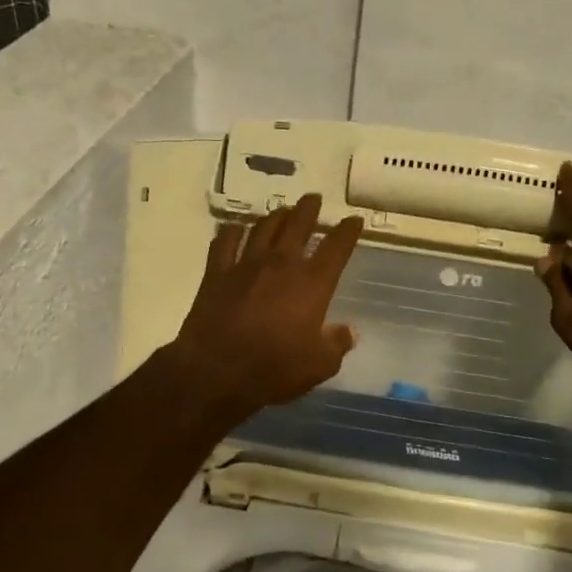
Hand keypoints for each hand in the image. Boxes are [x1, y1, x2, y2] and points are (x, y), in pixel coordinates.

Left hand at [168, 193, 363, 420]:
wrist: (216, 372)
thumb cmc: (274, 369)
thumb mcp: (320, 365)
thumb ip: (337, 344)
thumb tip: (348, 331)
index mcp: (312, 283)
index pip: (336, 247)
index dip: (348, 231)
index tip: (355, 220)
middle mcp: (281, 264)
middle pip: (298, 224)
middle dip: (309, 209)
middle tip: (314, 199)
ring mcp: (246, 265)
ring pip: (263, 228)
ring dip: (276, 216)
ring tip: (283, 210)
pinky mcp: (217, 273)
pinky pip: (225, 242)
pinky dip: (232, 231)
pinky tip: (236, 228)